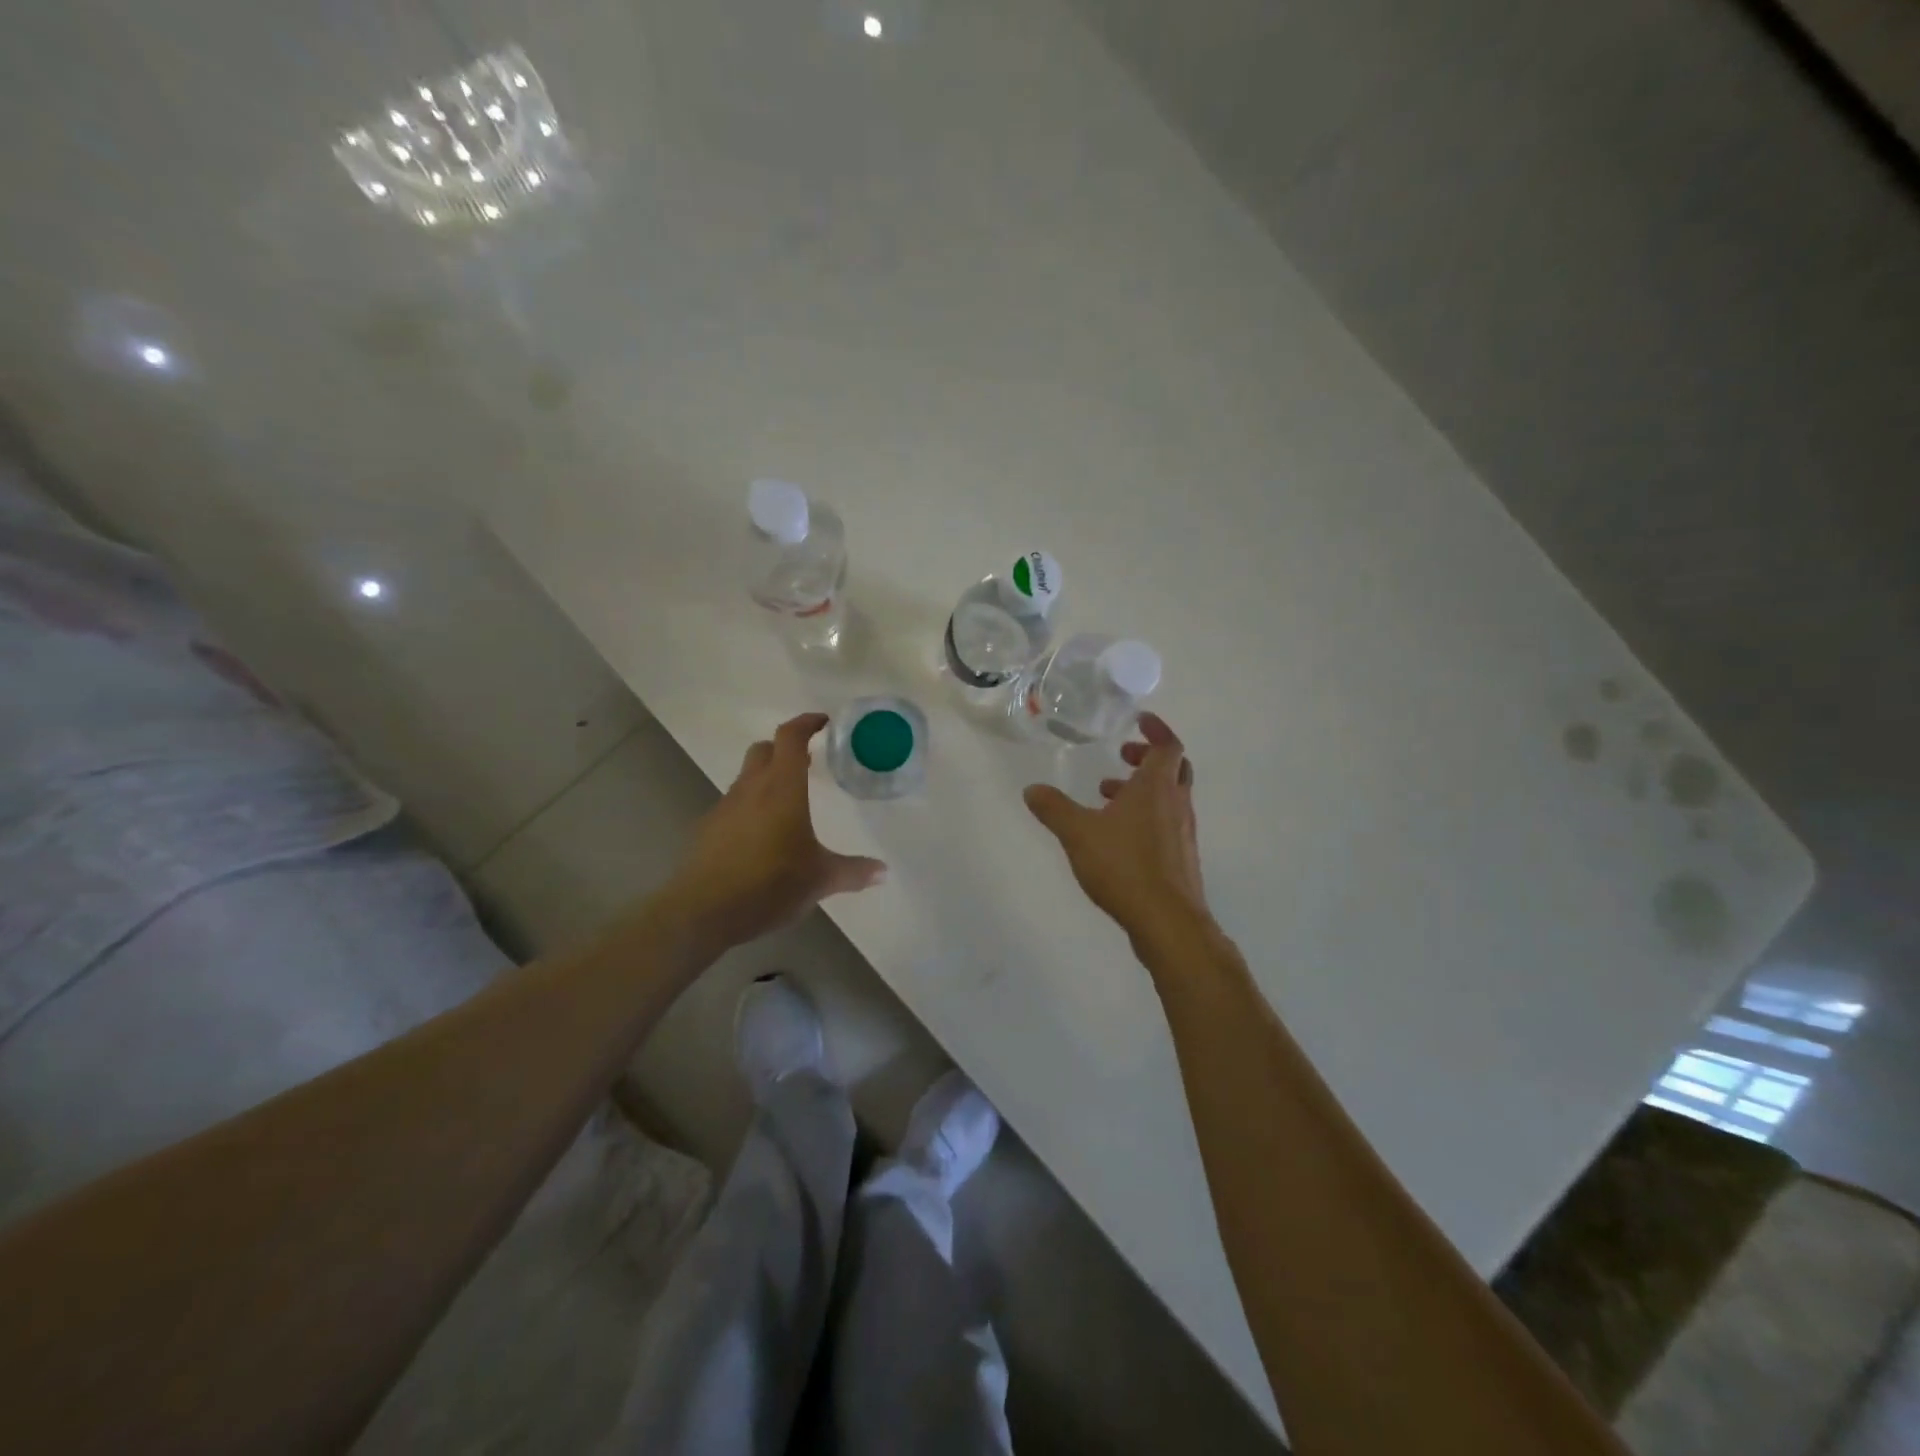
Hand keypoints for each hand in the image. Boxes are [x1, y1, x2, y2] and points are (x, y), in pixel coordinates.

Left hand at [665, 713, 885, 953]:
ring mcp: (725, 808)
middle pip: (764, 750)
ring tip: (788, 805)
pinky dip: (750, 809)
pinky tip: (761, 839)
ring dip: (766, 780)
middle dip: (784, 749)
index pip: (791, 737)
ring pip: (746, 778)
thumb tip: (882, 872)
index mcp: (782, 787)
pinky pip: (733, 807)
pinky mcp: (708, 830)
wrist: (703, 911)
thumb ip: (853, 872)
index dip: (806, 723)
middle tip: (807, 762)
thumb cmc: (770, 883)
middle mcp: (751, 789)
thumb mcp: (820, 879)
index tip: (823, 722)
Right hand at [1024, 712, 1210, 939]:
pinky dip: (1146, 815)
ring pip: (1168, 797)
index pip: (1168, 745)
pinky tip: (1118, 836)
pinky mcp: (1181, 858)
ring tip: (1107, 797)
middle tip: (1122, 756)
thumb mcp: (1078, 833)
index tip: (1139, 720)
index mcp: (1157, 787)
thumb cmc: (1125, 866)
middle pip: (1174, 768)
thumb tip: (1031, 789)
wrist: (1168, 921)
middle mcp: (1176, 804)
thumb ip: (1054, 808)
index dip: (1156, 729)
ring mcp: (1182, 833)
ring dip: (1142, 789)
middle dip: (1148, 757)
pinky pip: (1166, 822)